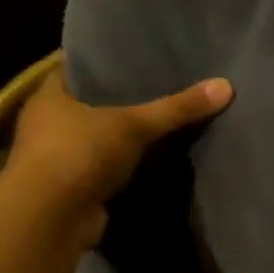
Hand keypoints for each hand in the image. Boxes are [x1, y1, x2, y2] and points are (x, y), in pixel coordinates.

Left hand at [10, 69, 233, 245]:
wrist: (51, 218)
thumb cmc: (80, 152)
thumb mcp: (134, 124)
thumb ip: (178, 108)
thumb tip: (226, 85)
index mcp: (50, 96)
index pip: (78, 68)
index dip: (106, 61)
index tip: (137, 55)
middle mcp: (47, 124)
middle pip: (89, 104)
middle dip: (120, 100)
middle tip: (160, 86)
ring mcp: (57, 159)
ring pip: (97, 139)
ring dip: (121, 137)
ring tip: (162, 122)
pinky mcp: (71, 189)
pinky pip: (104, 169)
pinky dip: (123, 167)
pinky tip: (153, 160)